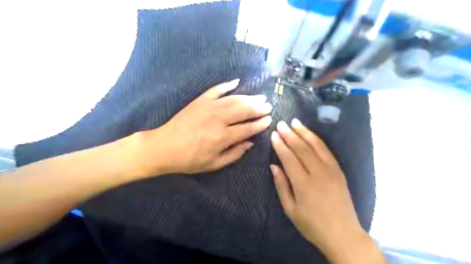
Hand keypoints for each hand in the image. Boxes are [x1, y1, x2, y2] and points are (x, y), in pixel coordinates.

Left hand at [134, 80, 271, 176]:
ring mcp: (209, 106)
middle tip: (268, 106)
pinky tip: (237, 82)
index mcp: (223, 136)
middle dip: (259, 108)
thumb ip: (234, 154)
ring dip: (249, 97)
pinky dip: (227, 85)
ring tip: (260, 97)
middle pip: (244, 110)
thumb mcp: (214, 164)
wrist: (164, 147)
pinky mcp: (200, 100)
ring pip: (234, 99)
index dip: (260, 124)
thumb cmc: (189, 159)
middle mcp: (219, 119)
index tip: (269, 120)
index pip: (248, 128)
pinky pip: (216, 89)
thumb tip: (250, 143)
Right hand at [270, 120, 383, 263]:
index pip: (289, 158)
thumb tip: (273, 166)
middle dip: (290, 134)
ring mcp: (331, 170)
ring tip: (295, 122)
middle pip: (301, 148)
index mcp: (303, 184)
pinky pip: (326, 150)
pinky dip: (316, 140)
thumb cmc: (312, 224)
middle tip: (281, 124)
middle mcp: (318, 173)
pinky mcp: (339, 170)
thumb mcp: (290, 209)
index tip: (273, 135)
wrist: (343, 234)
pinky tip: (309, 133)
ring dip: (304, 132)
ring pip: (315, 146)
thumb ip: (281, 185)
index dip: (280, 145)